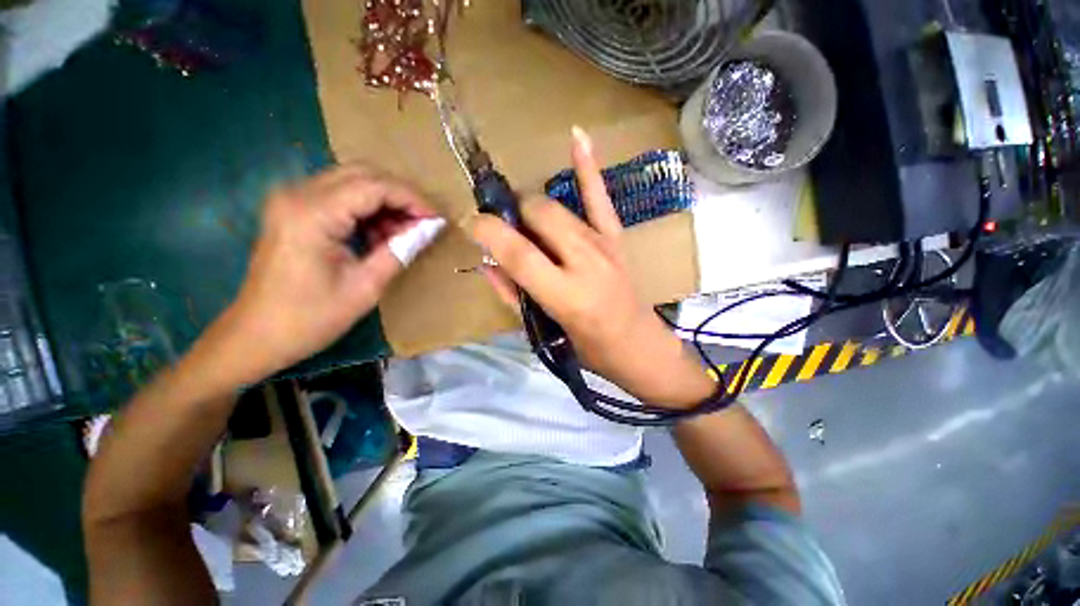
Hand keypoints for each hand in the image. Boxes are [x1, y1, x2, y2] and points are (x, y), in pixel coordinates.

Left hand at [209, 164, 437, 383]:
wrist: (256, 336)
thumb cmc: (311, 318)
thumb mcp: (366, 286)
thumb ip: (401, 250)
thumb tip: (431, 228)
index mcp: (313, 213)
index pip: (375, 186)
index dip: (412, 199)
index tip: (437, 220)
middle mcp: (298, 194)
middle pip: (363, 174)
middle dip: (400, 196)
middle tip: (424, 224)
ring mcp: (291, 199)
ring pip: (352, 181)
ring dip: (384, 202)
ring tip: (403, 234)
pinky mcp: (292, 209)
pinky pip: (339, 195)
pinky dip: (366, 209)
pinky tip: (378, 235)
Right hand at [471, 128, 714, 406]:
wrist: (640, 347)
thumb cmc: (589, 348)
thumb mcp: (545, 331)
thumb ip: (513, 294)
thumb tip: (488, 264)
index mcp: (566, 294)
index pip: (518, 252)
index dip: (488, 231)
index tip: (471, 223)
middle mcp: (586, 261)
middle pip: (539, 213)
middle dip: (514, 214)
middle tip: (507, 230)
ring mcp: (604, 244)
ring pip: (558, 205)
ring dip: (533, 207)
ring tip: (526, 221)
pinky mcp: (617, 237)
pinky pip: (600, 197)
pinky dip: (588, 167)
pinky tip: (576, 136)